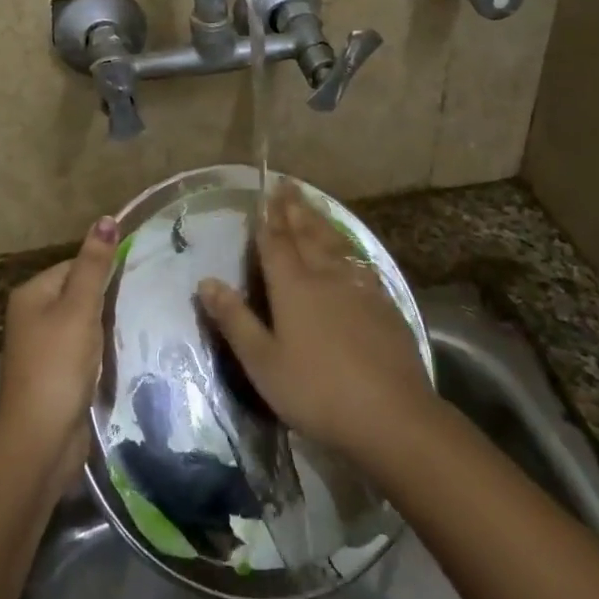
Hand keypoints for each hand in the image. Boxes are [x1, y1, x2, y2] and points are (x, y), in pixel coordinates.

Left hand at [0, 215, 118, 495]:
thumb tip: (106, 218)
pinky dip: (102, 349)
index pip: (75, 264)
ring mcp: (44, 348)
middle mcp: (33, 316)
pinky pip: (85, 349)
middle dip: (108, 298)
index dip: (104, 269)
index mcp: (32, 293)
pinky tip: (122, 352)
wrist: (40, 441)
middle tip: (142, 300)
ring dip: (107, 325)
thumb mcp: (80, 308)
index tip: (136, 277)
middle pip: (80, 292)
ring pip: (85, 322)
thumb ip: (95, 265)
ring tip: (138, 323)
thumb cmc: (58, 365)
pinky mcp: (58, 374)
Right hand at [198, 183, 432, 464]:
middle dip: (294, 208)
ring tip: (312, 203)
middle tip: (287, 184)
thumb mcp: (263, 362)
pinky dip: (347, 245)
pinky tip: (348, 249)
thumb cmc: (316, 391)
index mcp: (292, 286)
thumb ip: (234, 320)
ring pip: (334, 242)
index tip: (264, 193)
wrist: (391, 414)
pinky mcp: (383, 302)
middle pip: (306, 233)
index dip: (268, 218)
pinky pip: (358, 260)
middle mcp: (324, 275)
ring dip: (320, 219)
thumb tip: (206, 281)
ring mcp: (357, 286)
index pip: (275, 242)